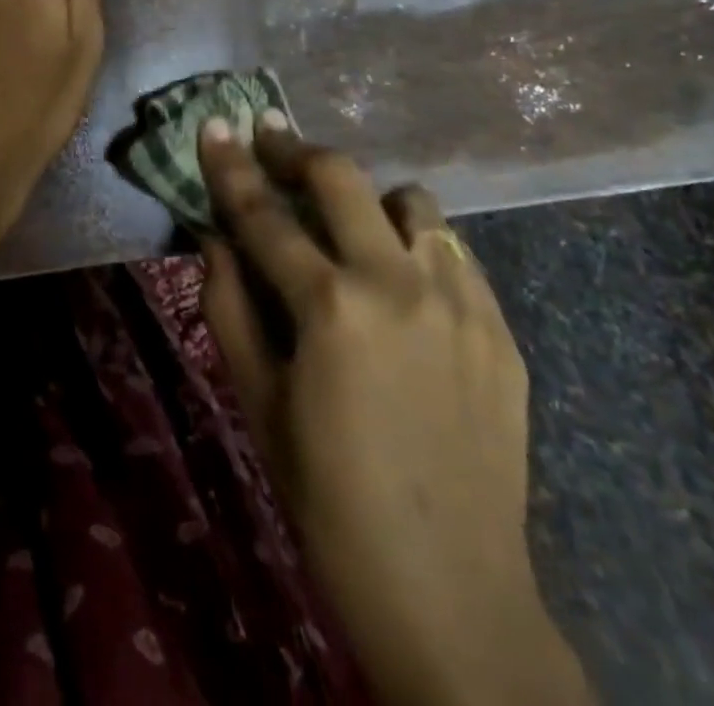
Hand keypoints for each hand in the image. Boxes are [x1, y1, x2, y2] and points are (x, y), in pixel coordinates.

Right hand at [198, 118, 589, 705]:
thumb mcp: (258, 402)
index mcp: (331, 307)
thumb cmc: (328, 498)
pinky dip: (418, 246)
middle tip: (270, 137)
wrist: (450, 590)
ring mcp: (460, 300)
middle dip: (296, 149)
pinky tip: (403, 283)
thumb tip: (213, 236)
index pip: (264, 214)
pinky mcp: (500, 326)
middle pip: (342, 177)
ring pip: (412, 203)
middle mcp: (399, 283)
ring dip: (368, 200)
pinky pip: (454, 252)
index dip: (231, 165)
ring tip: (349, 225)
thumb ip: (228, 306)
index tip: (215, 124)